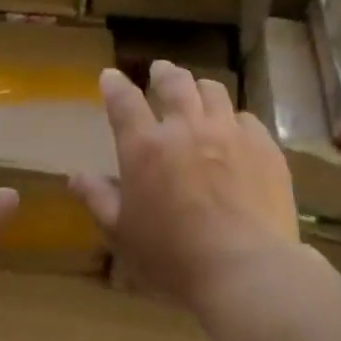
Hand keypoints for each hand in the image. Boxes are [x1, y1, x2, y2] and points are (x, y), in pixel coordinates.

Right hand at [71, 60, 300, 312]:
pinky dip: (235, 119)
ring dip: (200, 88)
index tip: (110, 76)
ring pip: (214, 92)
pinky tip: (235, 131)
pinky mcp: (265, 147)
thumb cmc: (172, 257)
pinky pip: (248, 119)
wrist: (245, 269)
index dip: (114, 85)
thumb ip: (98, 198)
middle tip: (160, 71)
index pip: (124, 101)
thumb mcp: (122, 233)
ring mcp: (230, 133)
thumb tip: (75, 176)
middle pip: (174, 83)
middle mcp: (186, 128)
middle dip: (163, 73)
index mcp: (145, 147)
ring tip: (198, 92)